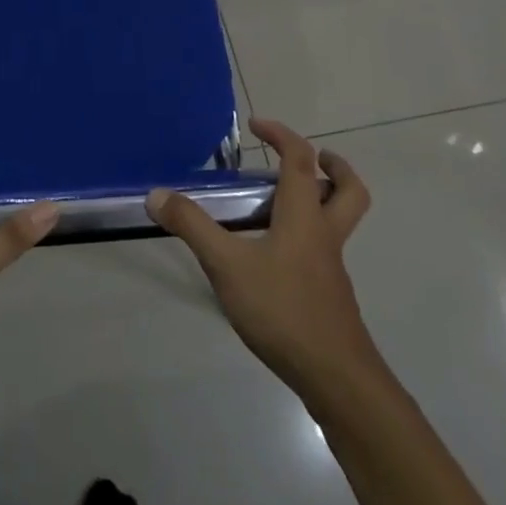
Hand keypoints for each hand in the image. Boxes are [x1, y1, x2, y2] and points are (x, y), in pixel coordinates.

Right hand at [146, 119, 374, 402]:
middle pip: (348, 190)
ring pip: (340, 222)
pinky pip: (325, 251)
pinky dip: (308, 238)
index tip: (256, 125)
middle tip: (311, 159)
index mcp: (304, 216)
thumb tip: (157, 194)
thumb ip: (192, 227)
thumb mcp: (227, 265)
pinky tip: (274, 257)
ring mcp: (331, 268)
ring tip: (282, 203)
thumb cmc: (283, 310)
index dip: (281, 134)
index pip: (300, 159)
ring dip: (322, 201)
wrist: (336, 380)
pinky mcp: (330, 296)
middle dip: (334, 168)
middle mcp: (324, 234)